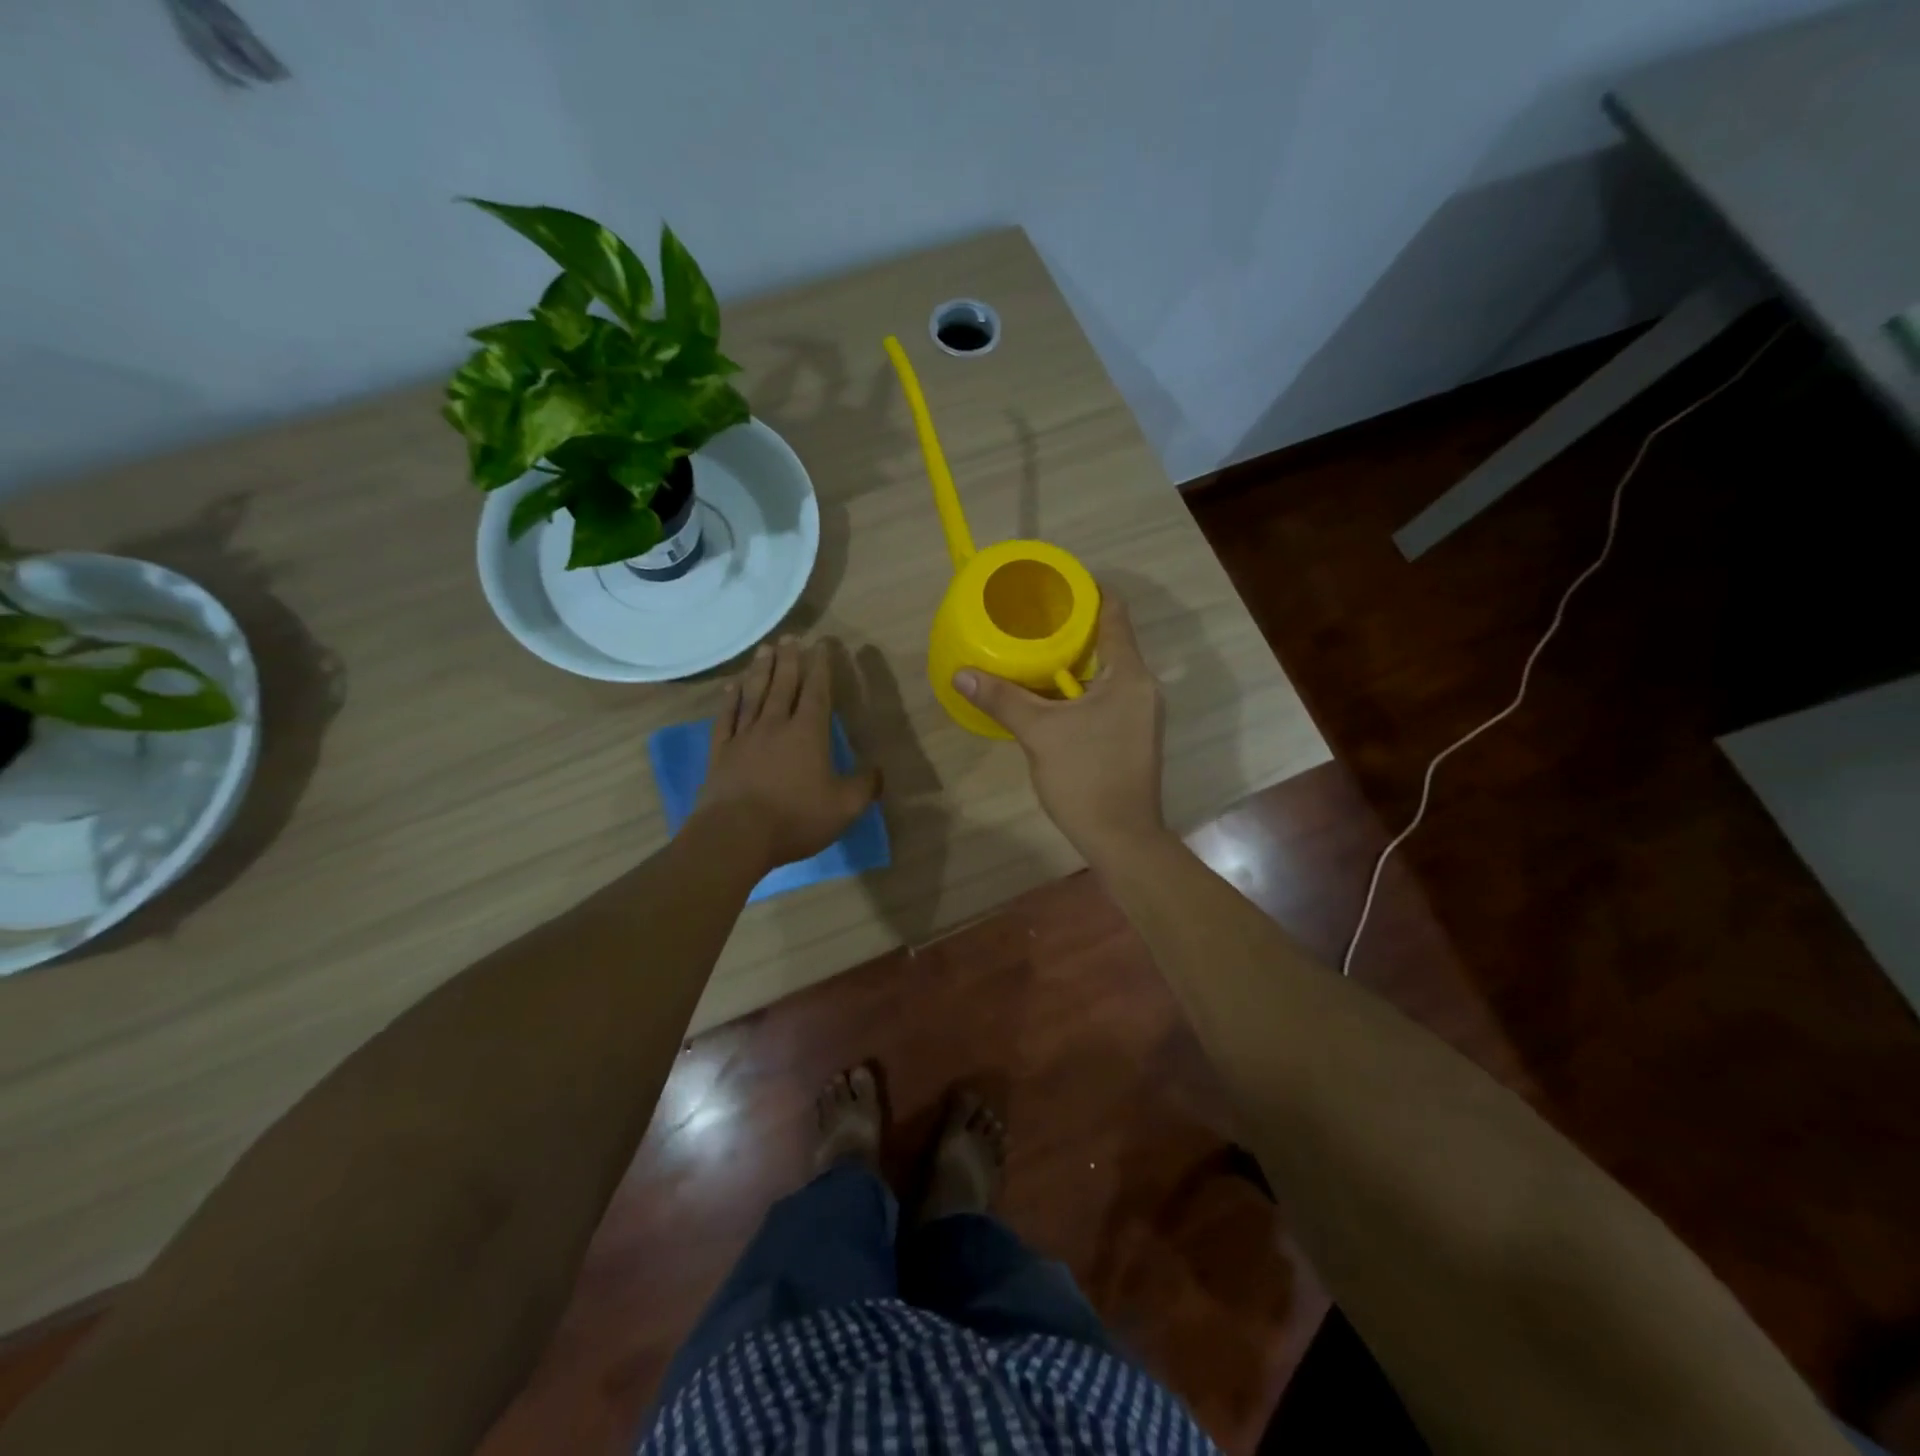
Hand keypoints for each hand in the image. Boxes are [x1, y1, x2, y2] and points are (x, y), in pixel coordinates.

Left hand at [694, 636, 880, 873]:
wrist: (735, 835)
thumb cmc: (795, 818)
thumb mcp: (844, 807)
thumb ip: (865, 786)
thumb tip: (879, 770)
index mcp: (808, 733)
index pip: (817, 692)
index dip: (821, 667)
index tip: (821, 645)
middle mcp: (775, 725)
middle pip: (783, 684)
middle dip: (790, 659)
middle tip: (790, 636)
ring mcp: (744, 737)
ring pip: (754, 694)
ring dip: (761, 670)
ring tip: (764, 649)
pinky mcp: (721, 752)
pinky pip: (726, 718)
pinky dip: (730, 699)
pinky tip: (731, 687)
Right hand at [953, 595, 1167, 863]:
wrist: (1121, 838)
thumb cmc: (1086, 778)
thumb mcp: (1039, 733)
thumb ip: (1002, 698)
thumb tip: (961, 673)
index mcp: (1129, 675)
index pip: (1114, 613)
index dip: (1087, 591)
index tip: (1053, 584)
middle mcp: (1143, 687)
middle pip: (1109, 641)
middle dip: (1072, 628)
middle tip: (1031, 619)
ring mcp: (1141, 713)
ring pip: (1107, 672)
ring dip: (1074, 661)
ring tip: (1033, 652)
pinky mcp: (1133, 735)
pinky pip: (1107, 695)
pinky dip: (1080, 688)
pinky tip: (1049, 696)